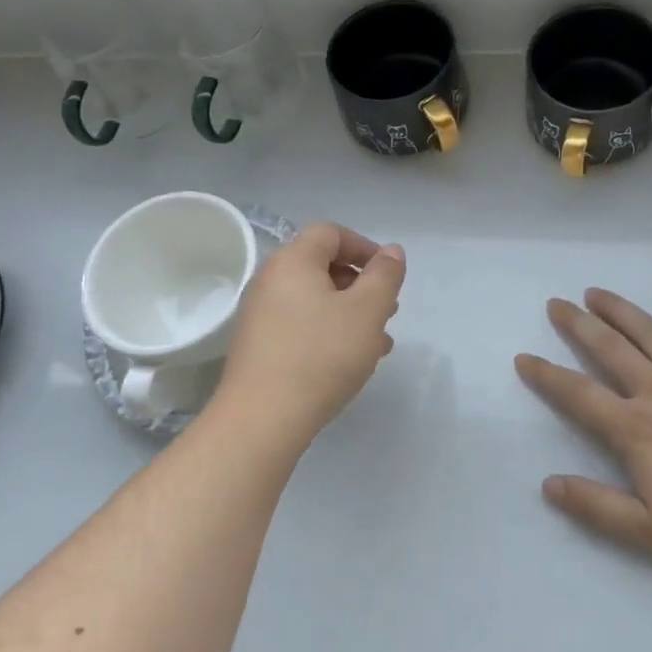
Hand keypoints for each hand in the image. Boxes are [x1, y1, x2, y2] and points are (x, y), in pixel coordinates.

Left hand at [216, 223, 405, 447]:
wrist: (263, 418)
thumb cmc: (321, 355)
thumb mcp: (368, 311)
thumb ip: (385, 276)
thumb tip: (391, 251)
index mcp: (293, 261)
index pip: (331, 233)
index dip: (364, 247)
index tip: (388, 275)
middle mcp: (271, 280)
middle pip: (322, 266)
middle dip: (361, 284)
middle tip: (387, 310)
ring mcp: (261, 315)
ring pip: (315, 300)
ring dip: (349, 312)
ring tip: (378, 341)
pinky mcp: (260, 346)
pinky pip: (301, 325)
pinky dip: (329, 331)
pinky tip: (351, 360)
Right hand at [515, 286, 651, 562]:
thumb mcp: (649, 530)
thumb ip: (595, 506)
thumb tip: (548, 484)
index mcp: (635, 428)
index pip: (579, 394)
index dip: (547, 376)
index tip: (524, 358)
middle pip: (609, 349)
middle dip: (578, 324)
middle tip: (556, 303)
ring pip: (649, 332)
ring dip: (619, 310)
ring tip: (596, 292)